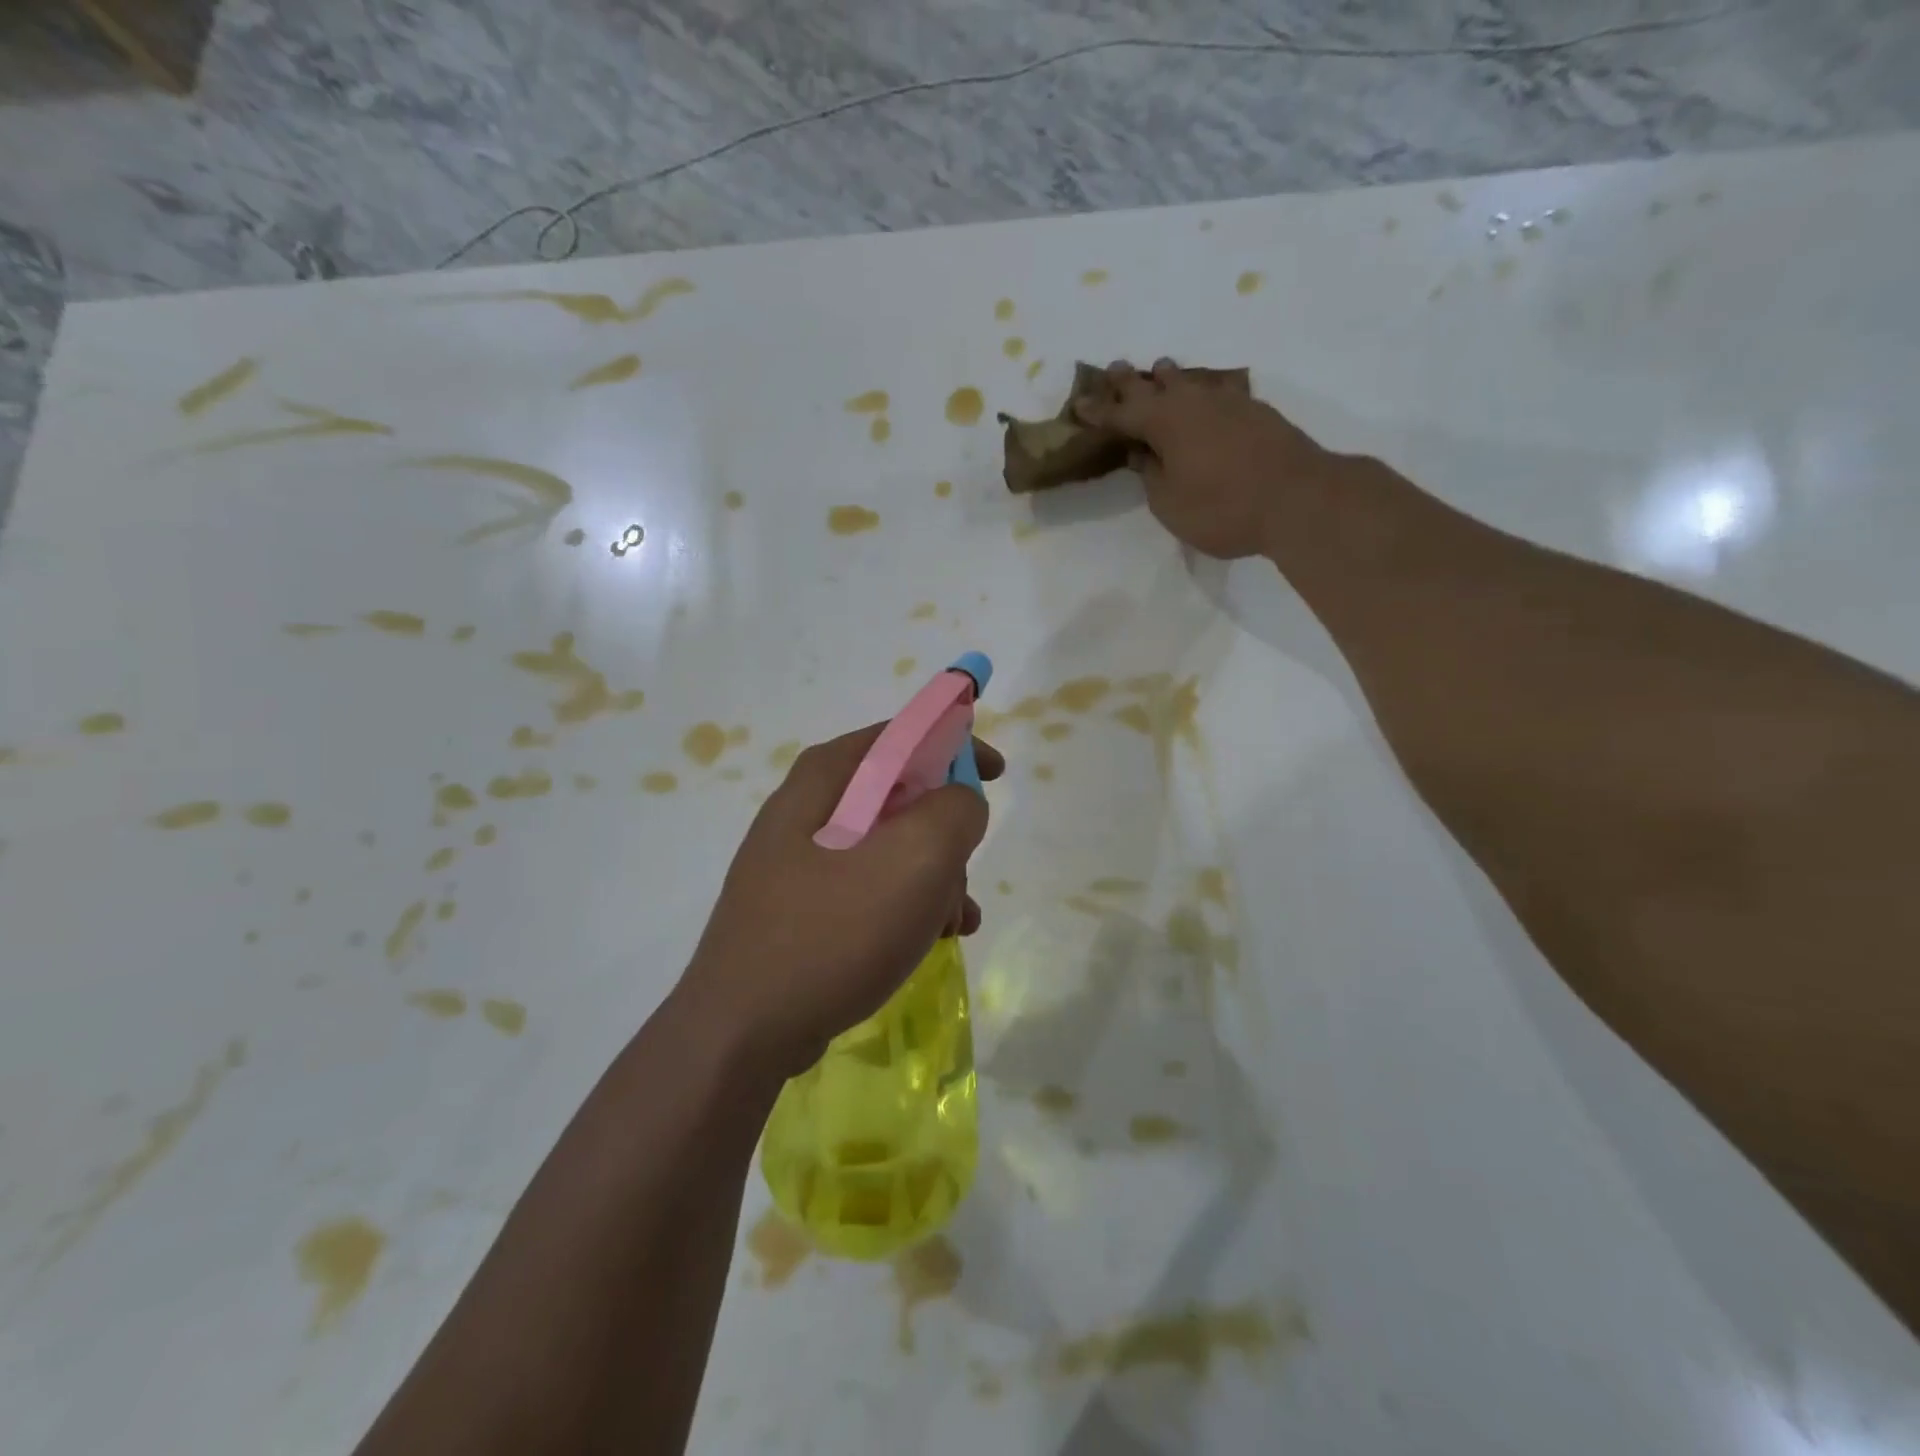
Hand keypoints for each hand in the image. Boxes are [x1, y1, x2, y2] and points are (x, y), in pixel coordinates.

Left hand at [677, 723, 1003, 1078]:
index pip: (901, 735)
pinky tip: (930, 940)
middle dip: (946, 831)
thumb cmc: (833, 931)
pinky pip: (868, 888)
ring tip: (955, 922)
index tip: (997, 775)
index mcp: (825, 778)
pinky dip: (906, 905)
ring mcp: (797, 862)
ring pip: (888, 848)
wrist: (742, 1032)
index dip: (955, 745)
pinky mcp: (799, 908)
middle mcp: (806, 809)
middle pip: (898, 795)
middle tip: (966, 869)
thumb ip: (954, 810)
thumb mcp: (915, 858)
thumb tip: (959, 804)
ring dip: (934, 877)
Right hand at [1076, 358, 1337, 558]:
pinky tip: (1209, 390)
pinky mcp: (1257, 411)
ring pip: (1191, 381)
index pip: (1121, 413)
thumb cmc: (1221, 508)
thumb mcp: (1169, 503)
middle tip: (1112, 369)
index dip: (1098, 410)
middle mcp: (1193, 402)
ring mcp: (1229, 402)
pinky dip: (1206, 388)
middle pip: (1154, 385)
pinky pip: (1221, 389)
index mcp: (1163, 422)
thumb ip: (1152, 475)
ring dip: (1170, 376)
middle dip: (1130, 381)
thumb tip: (1144, 453)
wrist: (1297, 498)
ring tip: (1159, 369)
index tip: (1079, 404)